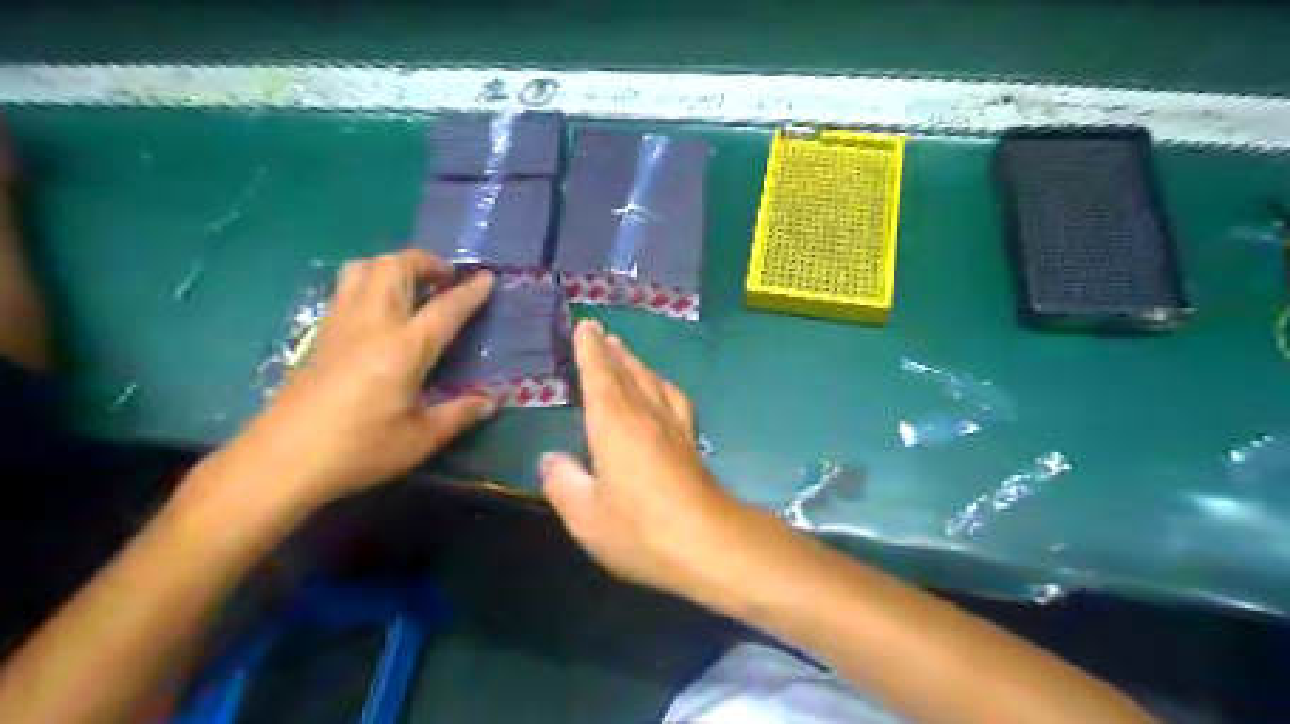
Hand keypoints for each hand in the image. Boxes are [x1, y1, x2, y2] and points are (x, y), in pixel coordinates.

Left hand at [195, 248, 493, 513]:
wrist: (280, 461)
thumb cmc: (359, 450)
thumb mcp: (420, 439)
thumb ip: (459, 414)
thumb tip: (491, 403)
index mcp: (404, 348)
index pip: (445, 308)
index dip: (470, 292)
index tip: (488, 278)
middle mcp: (371, 324)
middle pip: (395, 267)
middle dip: (425, 261)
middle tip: (446, 277)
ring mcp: (340, 325)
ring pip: (363, 268)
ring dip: (393, 265)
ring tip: (413, 285)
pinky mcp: (319, 336)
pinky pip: (346, 289)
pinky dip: (370, 281)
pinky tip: (380, 310)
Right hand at [540, 319, 747, 595]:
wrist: (708, 543)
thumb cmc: (640, 530)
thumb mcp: (585, 515)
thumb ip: (563, 482)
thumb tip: (551, 460)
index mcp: (615, 423)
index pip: (599, 375)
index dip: (589, 350)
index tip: (585, 325)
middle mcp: (645, 414)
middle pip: (627, 373)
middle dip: (611, 350)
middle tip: (600, 332)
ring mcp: (673, 427)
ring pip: (652, 381)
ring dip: (636, 363)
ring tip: (625, 352)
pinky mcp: (691, 443)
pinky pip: (675, 399)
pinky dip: (663, 385)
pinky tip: (663, 390)